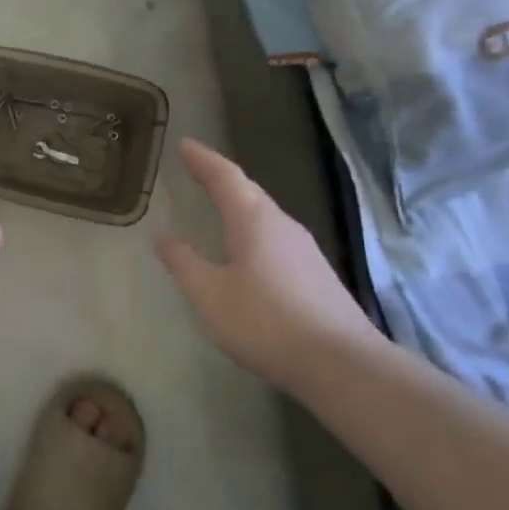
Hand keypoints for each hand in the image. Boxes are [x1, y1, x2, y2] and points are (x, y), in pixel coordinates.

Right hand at [157, 138, 375, 385]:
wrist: (344, 365)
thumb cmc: (267, 322)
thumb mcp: (210, 294)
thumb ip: (184, 263)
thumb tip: (164, 236)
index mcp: (254, 221)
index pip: (225, 177)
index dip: (203, 159)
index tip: (184, 144)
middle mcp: (283, 226)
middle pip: (249, 191)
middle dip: (221, 178)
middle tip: (196, 168)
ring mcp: (305, 250)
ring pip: (265, 214)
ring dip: (239, 202)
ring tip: (218, 202)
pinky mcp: (316, 274)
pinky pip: (275, 236)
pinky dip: (253, 228)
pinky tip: (248, 248)